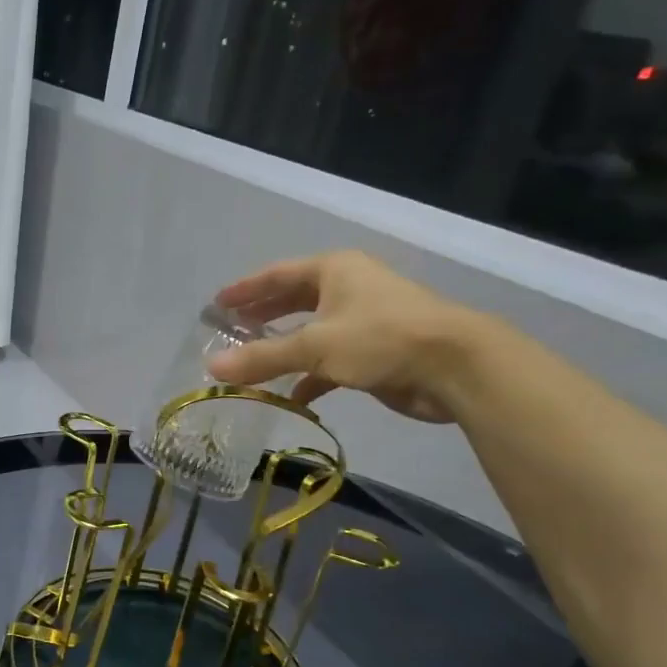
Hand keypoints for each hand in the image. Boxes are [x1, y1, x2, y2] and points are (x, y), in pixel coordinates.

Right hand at [207, 250, 475, 422]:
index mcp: (333, 271)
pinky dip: (309, 377)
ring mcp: (363, 321)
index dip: (246, 288)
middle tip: (230, 331)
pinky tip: (291, 396)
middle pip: (294, 301)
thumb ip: (263, 357)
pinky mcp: (374, 353)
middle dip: (263, 317)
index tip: (217, 303)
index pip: (277, 274)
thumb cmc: (380, 338)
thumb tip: (212, 367)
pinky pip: (330, 361)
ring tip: (250, 364)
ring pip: (311, 333)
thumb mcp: (315, 345)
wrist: (454, 366)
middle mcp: (347, 289)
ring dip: (283, 349)